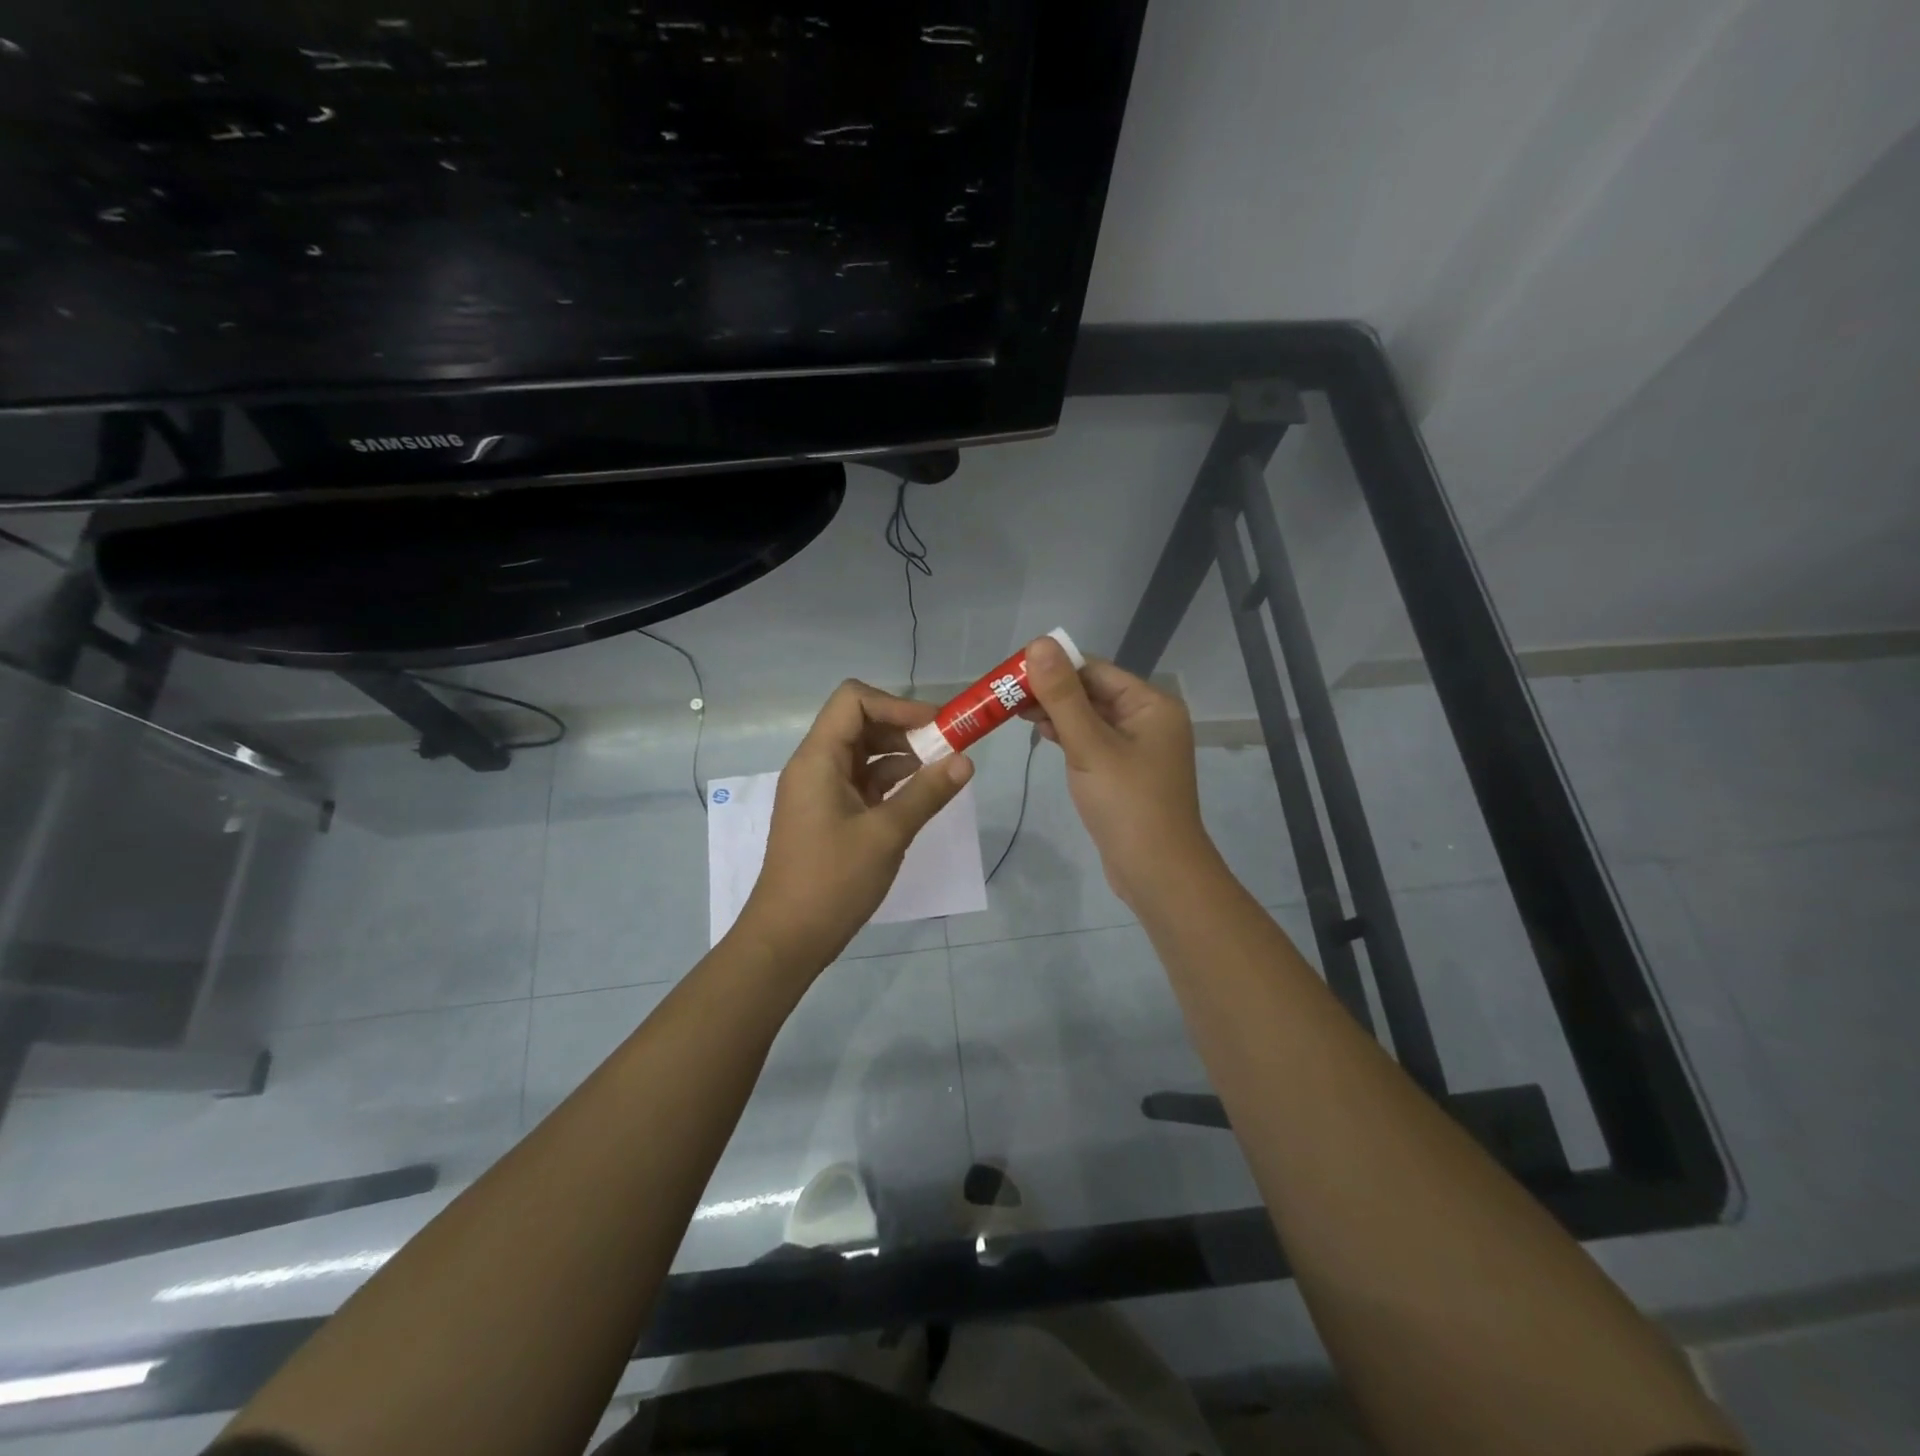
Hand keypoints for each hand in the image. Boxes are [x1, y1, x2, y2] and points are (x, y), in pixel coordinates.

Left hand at [738, 679, 974, 970]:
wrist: (788, 938)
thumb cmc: (832, 881)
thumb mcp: (887, 834)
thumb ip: (927, 793)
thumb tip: (965, 760)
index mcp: (818, 759)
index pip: (854, 700)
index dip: (897, 705)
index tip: (937, 725)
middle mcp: (814, 765)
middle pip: (860, 723)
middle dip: (905, 729)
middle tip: (948, 748)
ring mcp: (819, 790)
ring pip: (863, 753)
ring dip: (901, 755)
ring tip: (940, 772)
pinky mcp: (828, 813)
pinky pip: (861, 781)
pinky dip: (890, 780)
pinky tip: (919, 795)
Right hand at [1020, 636, 1214, 906]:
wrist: (1157, 872)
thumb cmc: (1127, 804)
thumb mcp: (1090, 745)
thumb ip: (1062, 695)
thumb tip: (1039, 643)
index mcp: (1151, 705)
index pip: (1095, 670)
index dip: (1054, 667)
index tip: (1012, 673)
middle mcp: (1149, 719)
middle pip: (1093, 692)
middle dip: (1052, 691)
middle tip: (1006, 696)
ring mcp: (1138, 747)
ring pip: (1090, 717)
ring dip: (1057, 713)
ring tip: (1015, 713)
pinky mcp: (1125, 771)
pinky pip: (1093, 741)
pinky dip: (1069, 736)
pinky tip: (1043, 735)